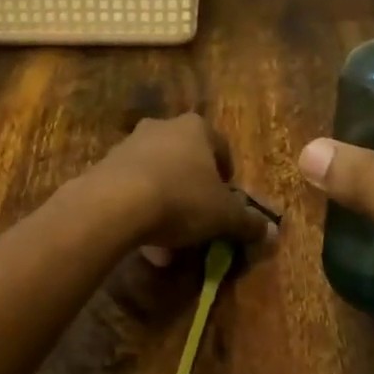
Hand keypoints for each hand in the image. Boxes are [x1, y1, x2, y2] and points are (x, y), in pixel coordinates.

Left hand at [82, 114, 271, 257]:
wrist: (115, 204)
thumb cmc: (182, 199)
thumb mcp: (224, 216)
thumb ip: (248, 222)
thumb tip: (270, 231)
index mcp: (196, 128)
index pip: (221, 147)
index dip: (227, 178)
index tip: (227, 204)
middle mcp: (162, 128)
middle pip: (186, 162)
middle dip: (194, 194)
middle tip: (199, 224)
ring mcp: (129, 145)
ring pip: (157, 178)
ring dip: (166, 207)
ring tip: (169, 246)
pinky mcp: (104, 167)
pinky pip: (131, 190)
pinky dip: (141, 212)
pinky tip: (143, 244)